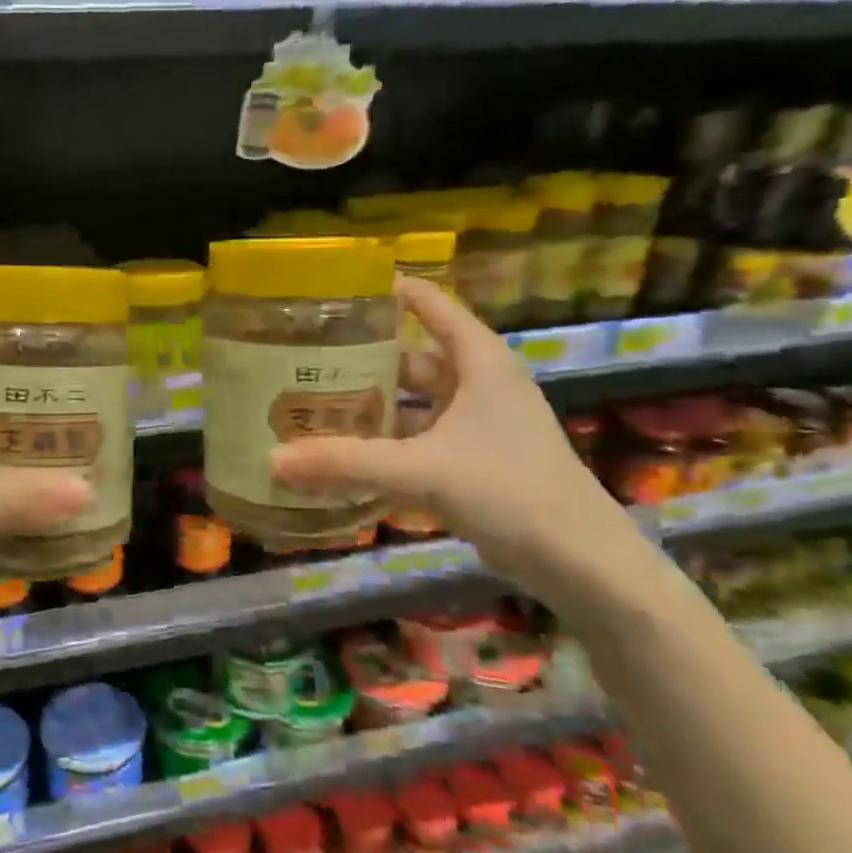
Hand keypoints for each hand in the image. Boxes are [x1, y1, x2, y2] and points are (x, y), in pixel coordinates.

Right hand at [270, 276, 629, 594]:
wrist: (579, 561)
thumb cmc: (508, 490)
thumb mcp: (421, 470)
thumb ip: (345, 463)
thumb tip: (272, 460)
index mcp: (479, 363)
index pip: (432, 305)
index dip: (389, 292)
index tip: (337, 291)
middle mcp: (479, 385)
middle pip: (412, 358)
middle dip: (364, 360)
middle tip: (308, 360)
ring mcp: (479, 426)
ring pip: (414, 405)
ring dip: (373, 409)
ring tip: (317, 408)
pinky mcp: (475, 463)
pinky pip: (420, 441)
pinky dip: (387, 446)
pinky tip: (349, 458)